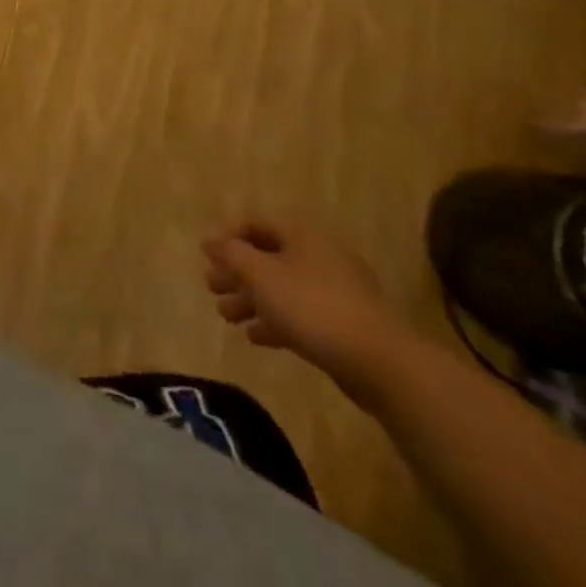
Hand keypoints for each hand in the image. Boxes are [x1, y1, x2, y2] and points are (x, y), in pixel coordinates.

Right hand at [202, 217, 412, 407]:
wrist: (380, 363)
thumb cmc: (312, 306)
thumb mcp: (260, 274)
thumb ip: (231, 254)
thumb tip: (210, 240)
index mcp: (301, 234)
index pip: (254, 223)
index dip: (226, 238)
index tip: (205, 258)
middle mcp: (318, 254)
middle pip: (267, 257)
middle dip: (236, 273)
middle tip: (212, 289)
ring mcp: (335, 290)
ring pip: (282, 287)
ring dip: (250, 300)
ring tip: (227, 318)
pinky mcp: (344, 324)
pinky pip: (300, 314)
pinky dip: (275, 321)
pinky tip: (255, 337)